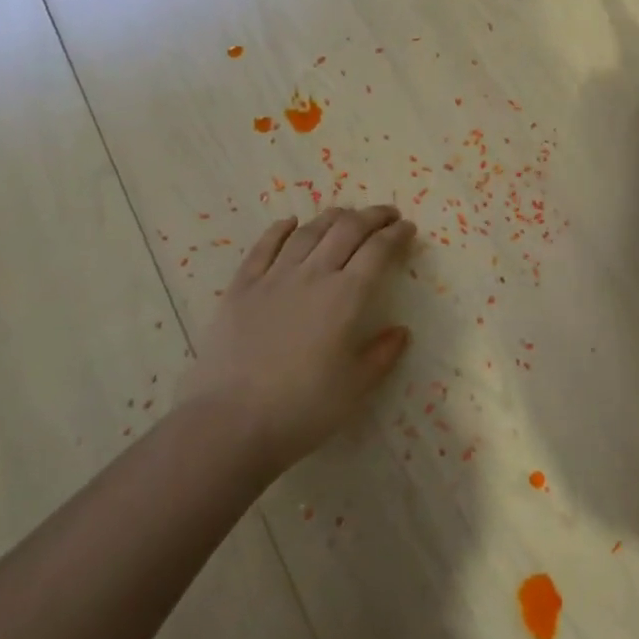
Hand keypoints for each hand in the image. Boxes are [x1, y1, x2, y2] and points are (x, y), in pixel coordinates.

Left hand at [180, 205, 414, 471]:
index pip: (378, 251)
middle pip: (347, 230)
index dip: (396, 235)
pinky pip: (263, 247)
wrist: (229, 424)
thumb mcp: (355, 388)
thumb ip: (381, 355)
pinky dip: (280, 229)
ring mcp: (274, 278)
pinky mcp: (241, 287)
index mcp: (346, 296)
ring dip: (332, 217)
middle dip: (372, 216)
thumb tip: (400, 332)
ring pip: (308, 232)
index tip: (408, 228)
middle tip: (387, 214)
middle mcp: (313, 275)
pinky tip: (290, 222)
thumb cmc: (301, 410)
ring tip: (346, 214)